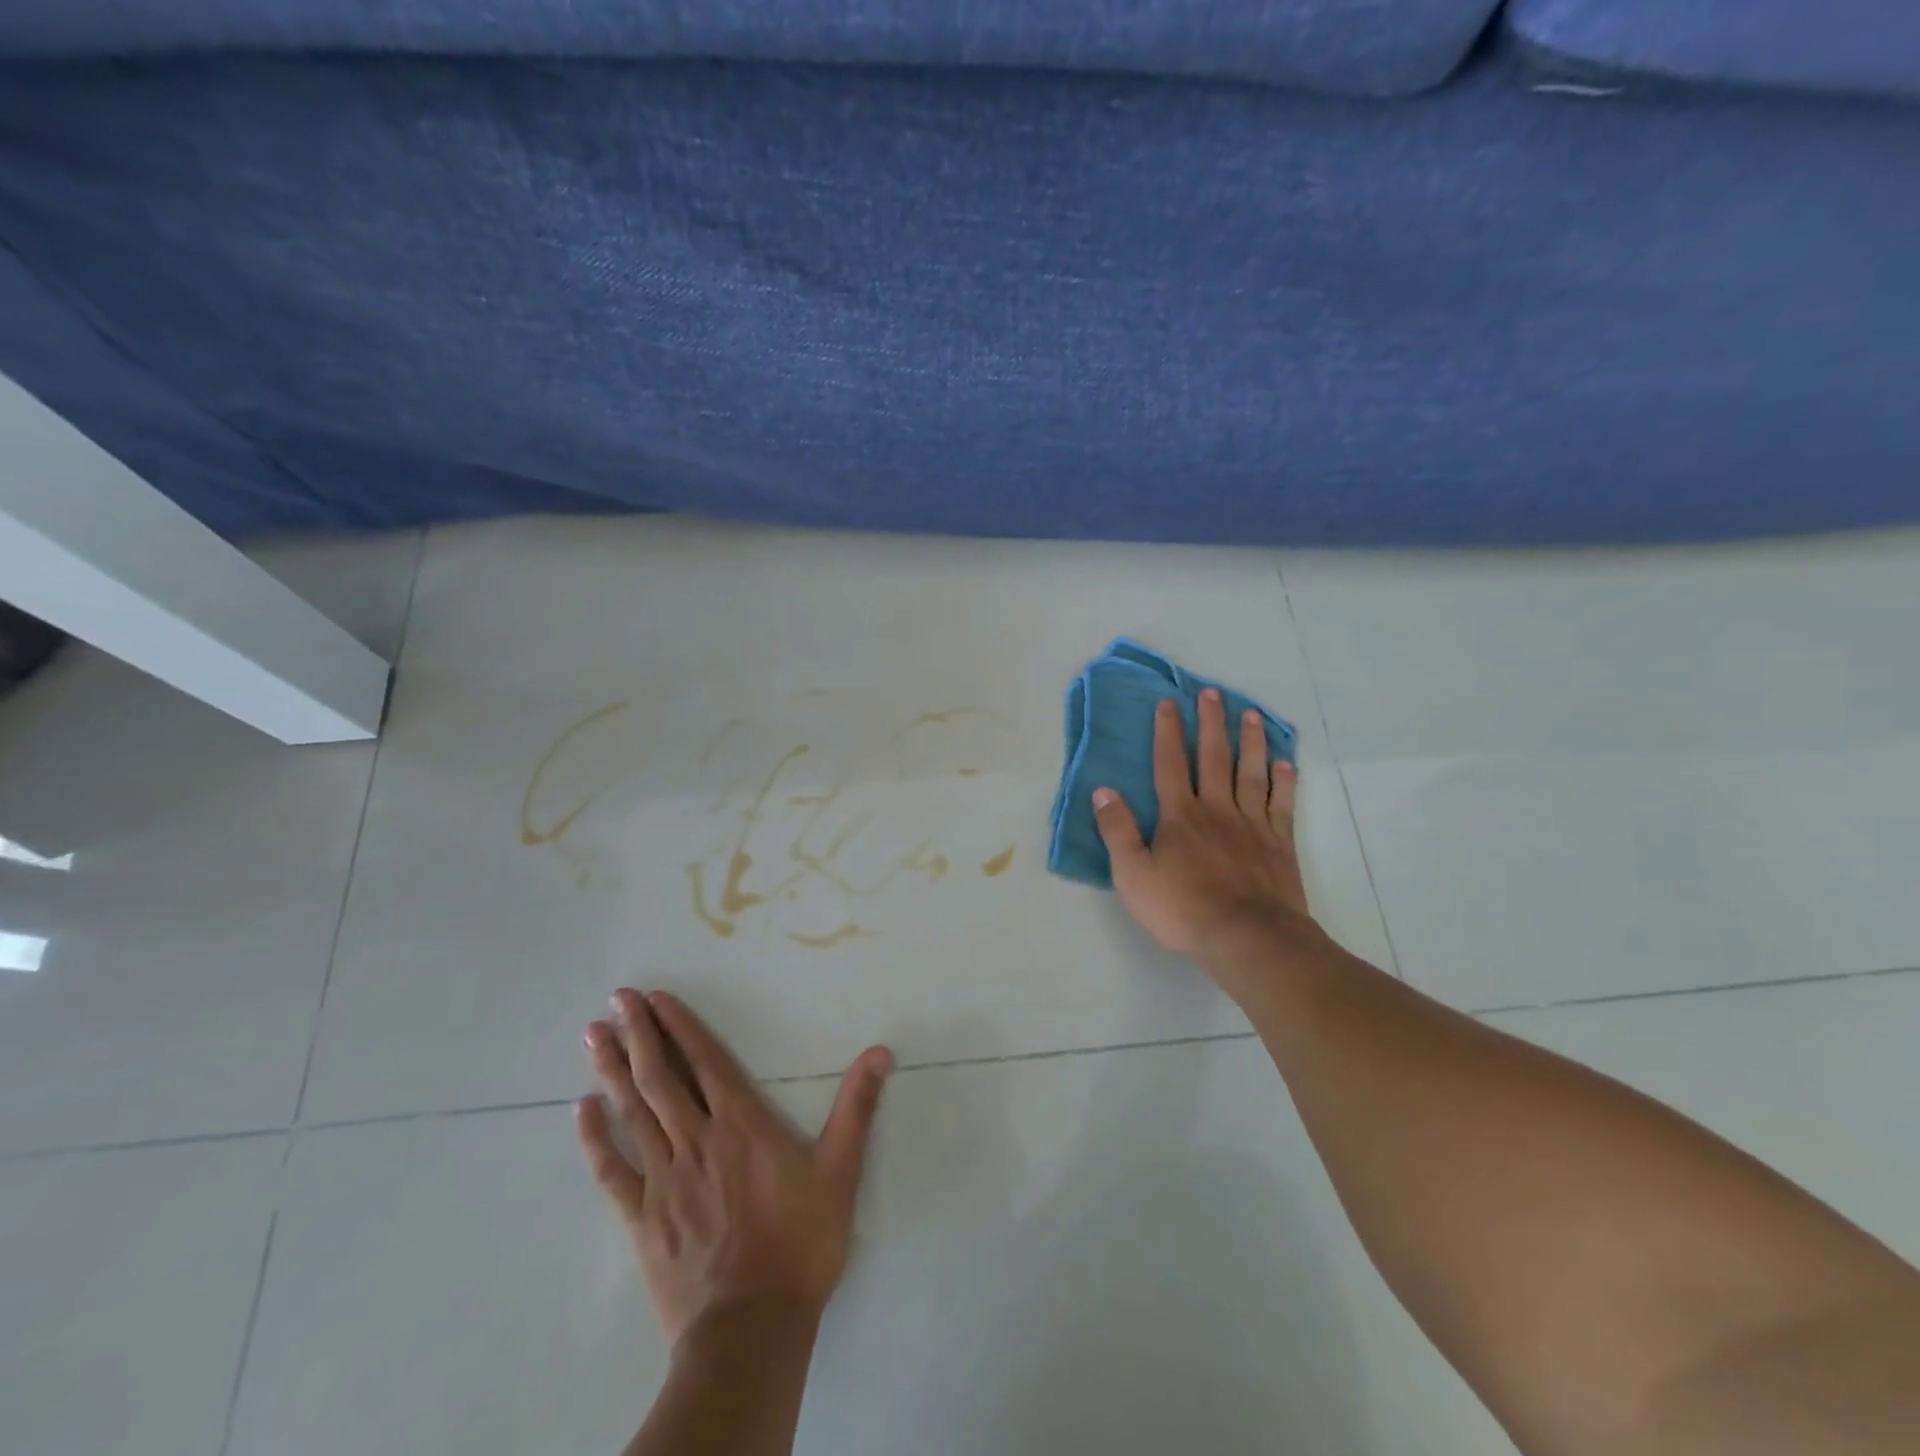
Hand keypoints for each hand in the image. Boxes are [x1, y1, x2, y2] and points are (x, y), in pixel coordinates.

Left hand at [575, 989, 892, 1347]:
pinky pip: (612, 1171)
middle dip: (638, 1034)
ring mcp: (663, 1179)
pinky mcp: (642, 1218)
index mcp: (741, 1125)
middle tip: (617, 998)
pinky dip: (595, 1138)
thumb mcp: (840, 1172)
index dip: (680, 1027)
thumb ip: (856, 1108)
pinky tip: (581, 1111)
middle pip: (661, 1078)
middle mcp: (696, 1140)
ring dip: (612, 1070)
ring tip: (593, 1036)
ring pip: (633, 1113)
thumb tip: (880, 1052)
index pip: (706, 1062)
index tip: (656, 999)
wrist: (750, 1329)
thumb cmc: (800, 1244)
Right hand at [1091, 689, 1315, 962]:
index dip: (1168, 732)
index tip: (1169, 702)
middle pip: (1213, 758)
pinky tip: (1286, 764)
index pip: (1170, 764)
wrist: (1248, 938)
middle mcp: (1217, 810)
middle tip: (1212, 693)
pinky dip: (1284, 782)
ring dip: (1249, 742)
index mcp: (1180, 816)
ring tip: (1250, 715)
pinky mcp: (1280, 845)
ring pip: (1251, 773)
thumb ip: (1117, 831)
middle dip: (1210, 723)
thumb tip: (1103, 790)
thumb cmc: (1183, 909)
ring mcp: (1252, 825)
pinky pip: (1282, 805)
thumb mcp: (1132, 875)